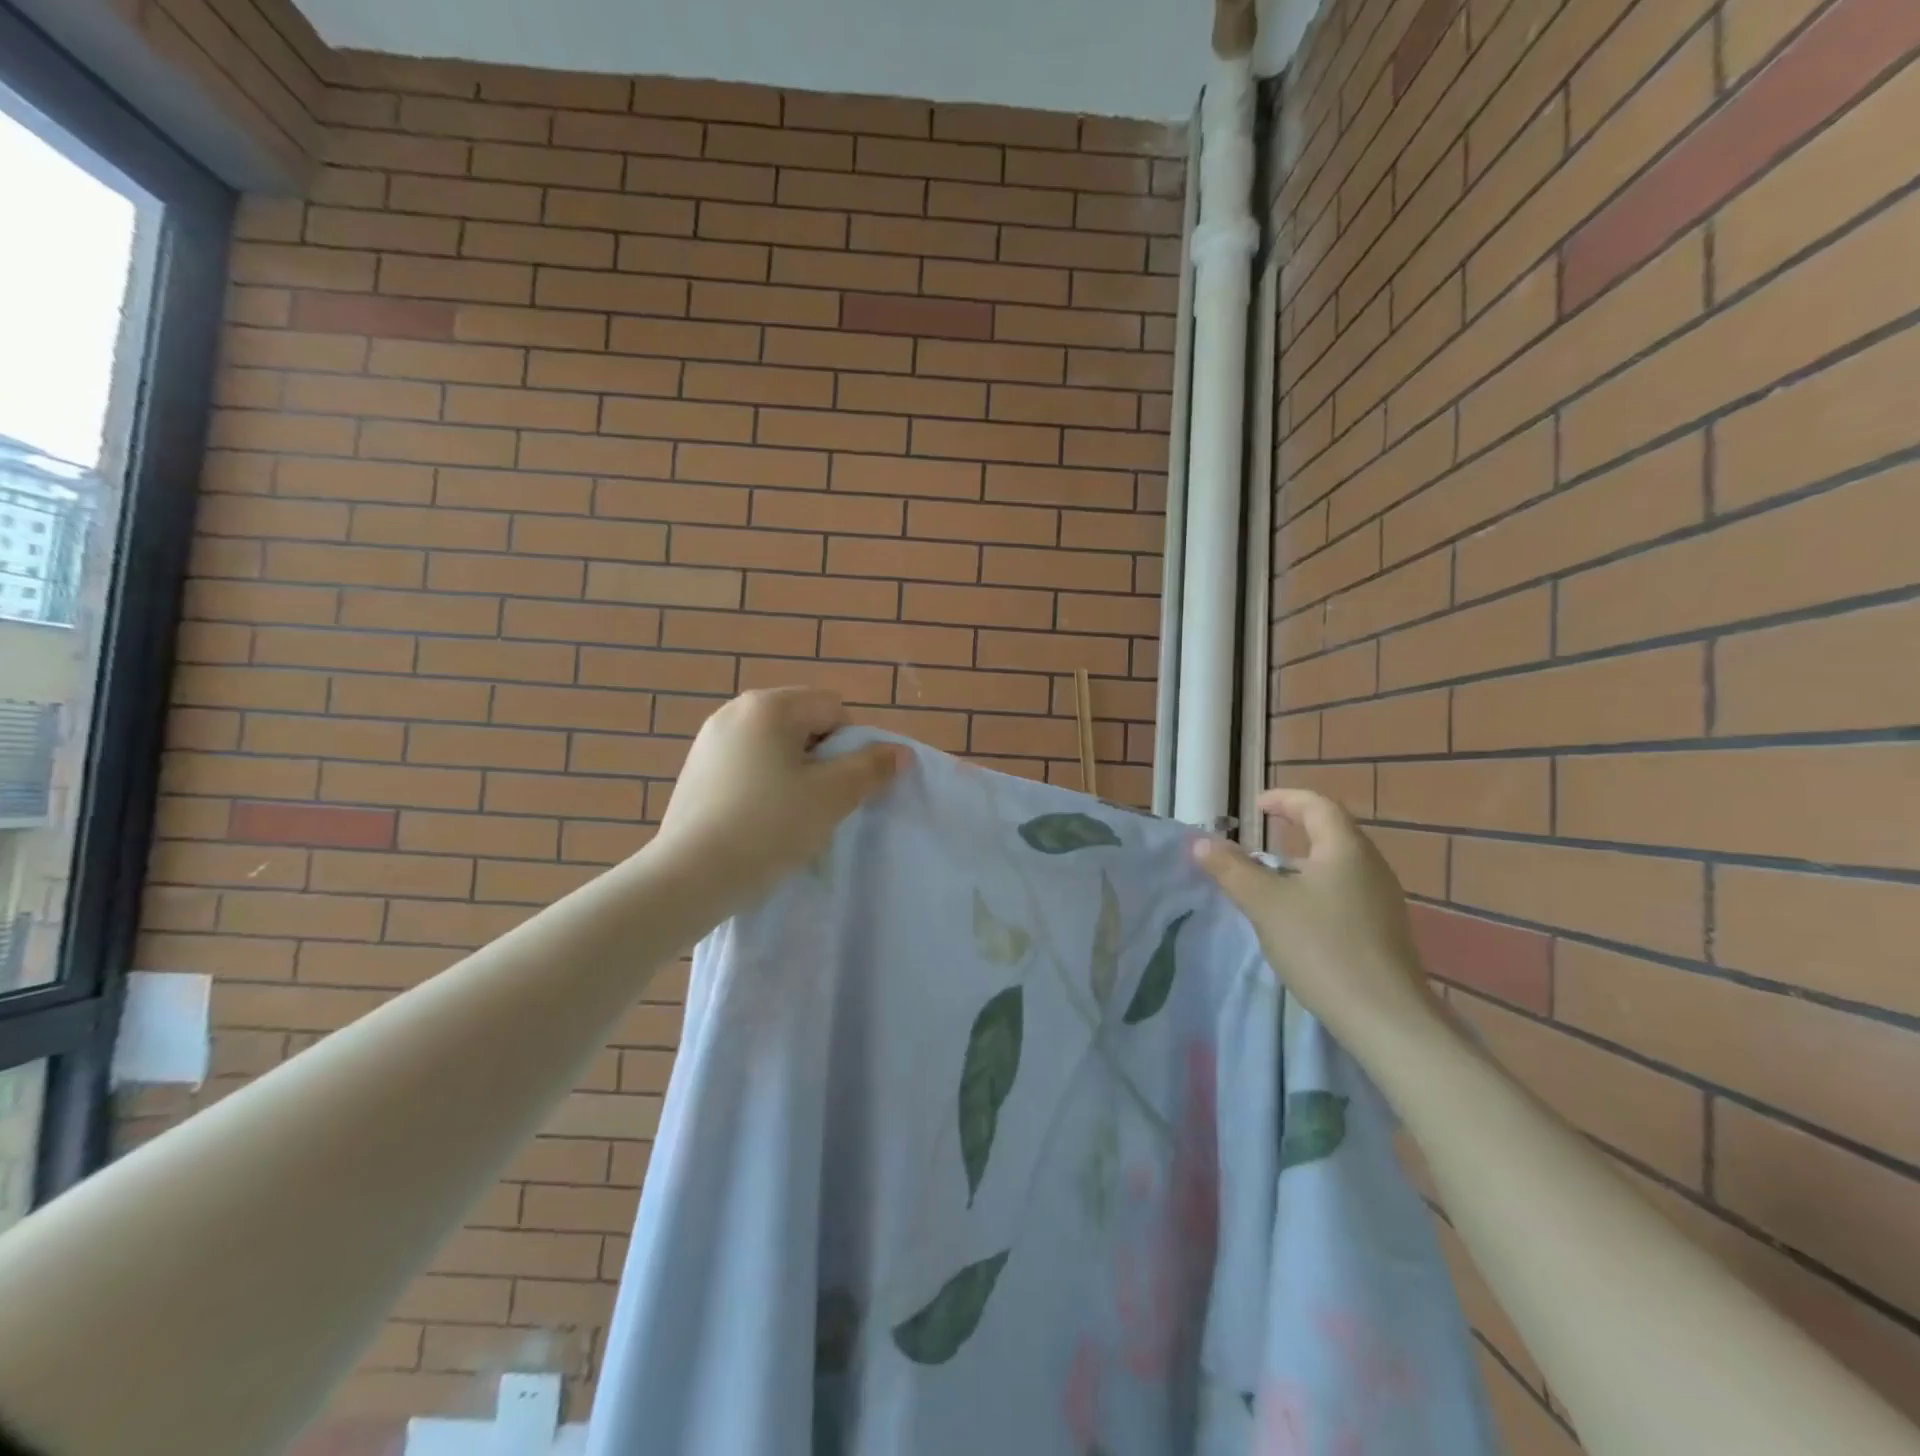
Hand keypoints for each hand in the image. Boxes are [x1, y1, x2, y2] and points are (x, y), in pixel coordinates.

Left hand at [650, 688, 904, 912]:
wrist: (689, 877)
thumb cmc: (768, 827)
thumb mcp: (831, 796)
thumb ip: (871, 767)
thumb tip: (901, 752)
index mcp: (769, 705)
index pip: (834, 709)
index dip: (850, 747)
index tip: (840, 787)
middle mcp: (736, 710)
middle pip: (804, 723)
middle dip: (821, 758)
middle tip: (818, 802)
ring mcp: (710, 739)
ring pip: (776, 747)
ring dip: (793, 773)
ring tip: (788, 815)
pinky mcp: (696, 769)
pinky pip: (748, 764)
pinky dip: (763, 784)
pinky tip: (758, 820)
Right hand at [1192, 789, 1445, 1054]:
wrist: (1386, 1019)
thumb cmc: (1322, 947)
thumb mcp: (1265, 904)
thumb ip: (1231, 869)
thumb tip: (1200, 842)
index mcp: (1346, 849)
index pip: (1316, 805)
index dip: (1284, 799)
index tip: (1255, 806)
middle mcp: (1371, 867)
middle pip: (1331, 833)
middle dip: (1294, 829)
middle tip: (1258, 838)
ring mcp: (1383, 901)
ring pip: (1338, 866)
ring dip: (1303, 863)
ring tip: (1270, 878)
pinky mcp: (1384, 932)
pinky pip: (1345, 894)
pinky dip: (1316, 890)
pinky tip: (1298, 918)